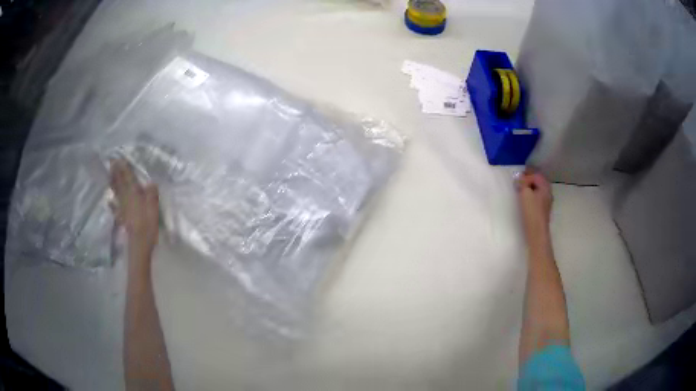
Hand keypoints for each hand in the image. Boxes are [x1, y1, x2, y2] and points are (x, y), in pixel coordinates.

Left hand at [110, 159, 159, 256]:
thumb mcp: (154, 207)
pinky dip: (112, 203)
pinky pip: (115, 208)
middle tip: (111, 162)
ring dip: (112, 183)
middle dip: (115, 172)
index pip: (128, 177)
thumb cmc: (148, 224)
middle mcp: (126, 198)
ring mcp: (122, 208)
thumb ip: (151, 193)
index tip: (119, 158)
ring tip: (109, 175)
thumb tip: (151, 182)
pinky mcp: (122, 218)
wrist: (139, 243)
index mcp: (134, 193)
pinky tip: (109, 201)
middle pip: (119, 183)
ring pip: (116, 192)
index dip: (123, 167)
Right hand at [516, 168, 552, 239]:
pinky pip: (538, 196)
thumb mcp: (525, 193)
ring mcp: (546, 201)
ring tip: (522, 188)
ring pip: (538, 189)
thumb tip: (520, 177)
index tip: (518, 176)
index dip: (527, 174)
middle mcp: (548, 192)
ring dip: (530, 187)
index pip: (536, 175)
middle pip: (539, 181)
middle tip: (520, 179)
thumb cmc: (532, 211)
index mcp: (545, 186)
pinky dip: (532, 194)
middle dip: (530, 179)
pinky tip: (526, 198)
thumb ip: (522, 183)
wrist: (537, 231)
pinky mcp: (543, 209)